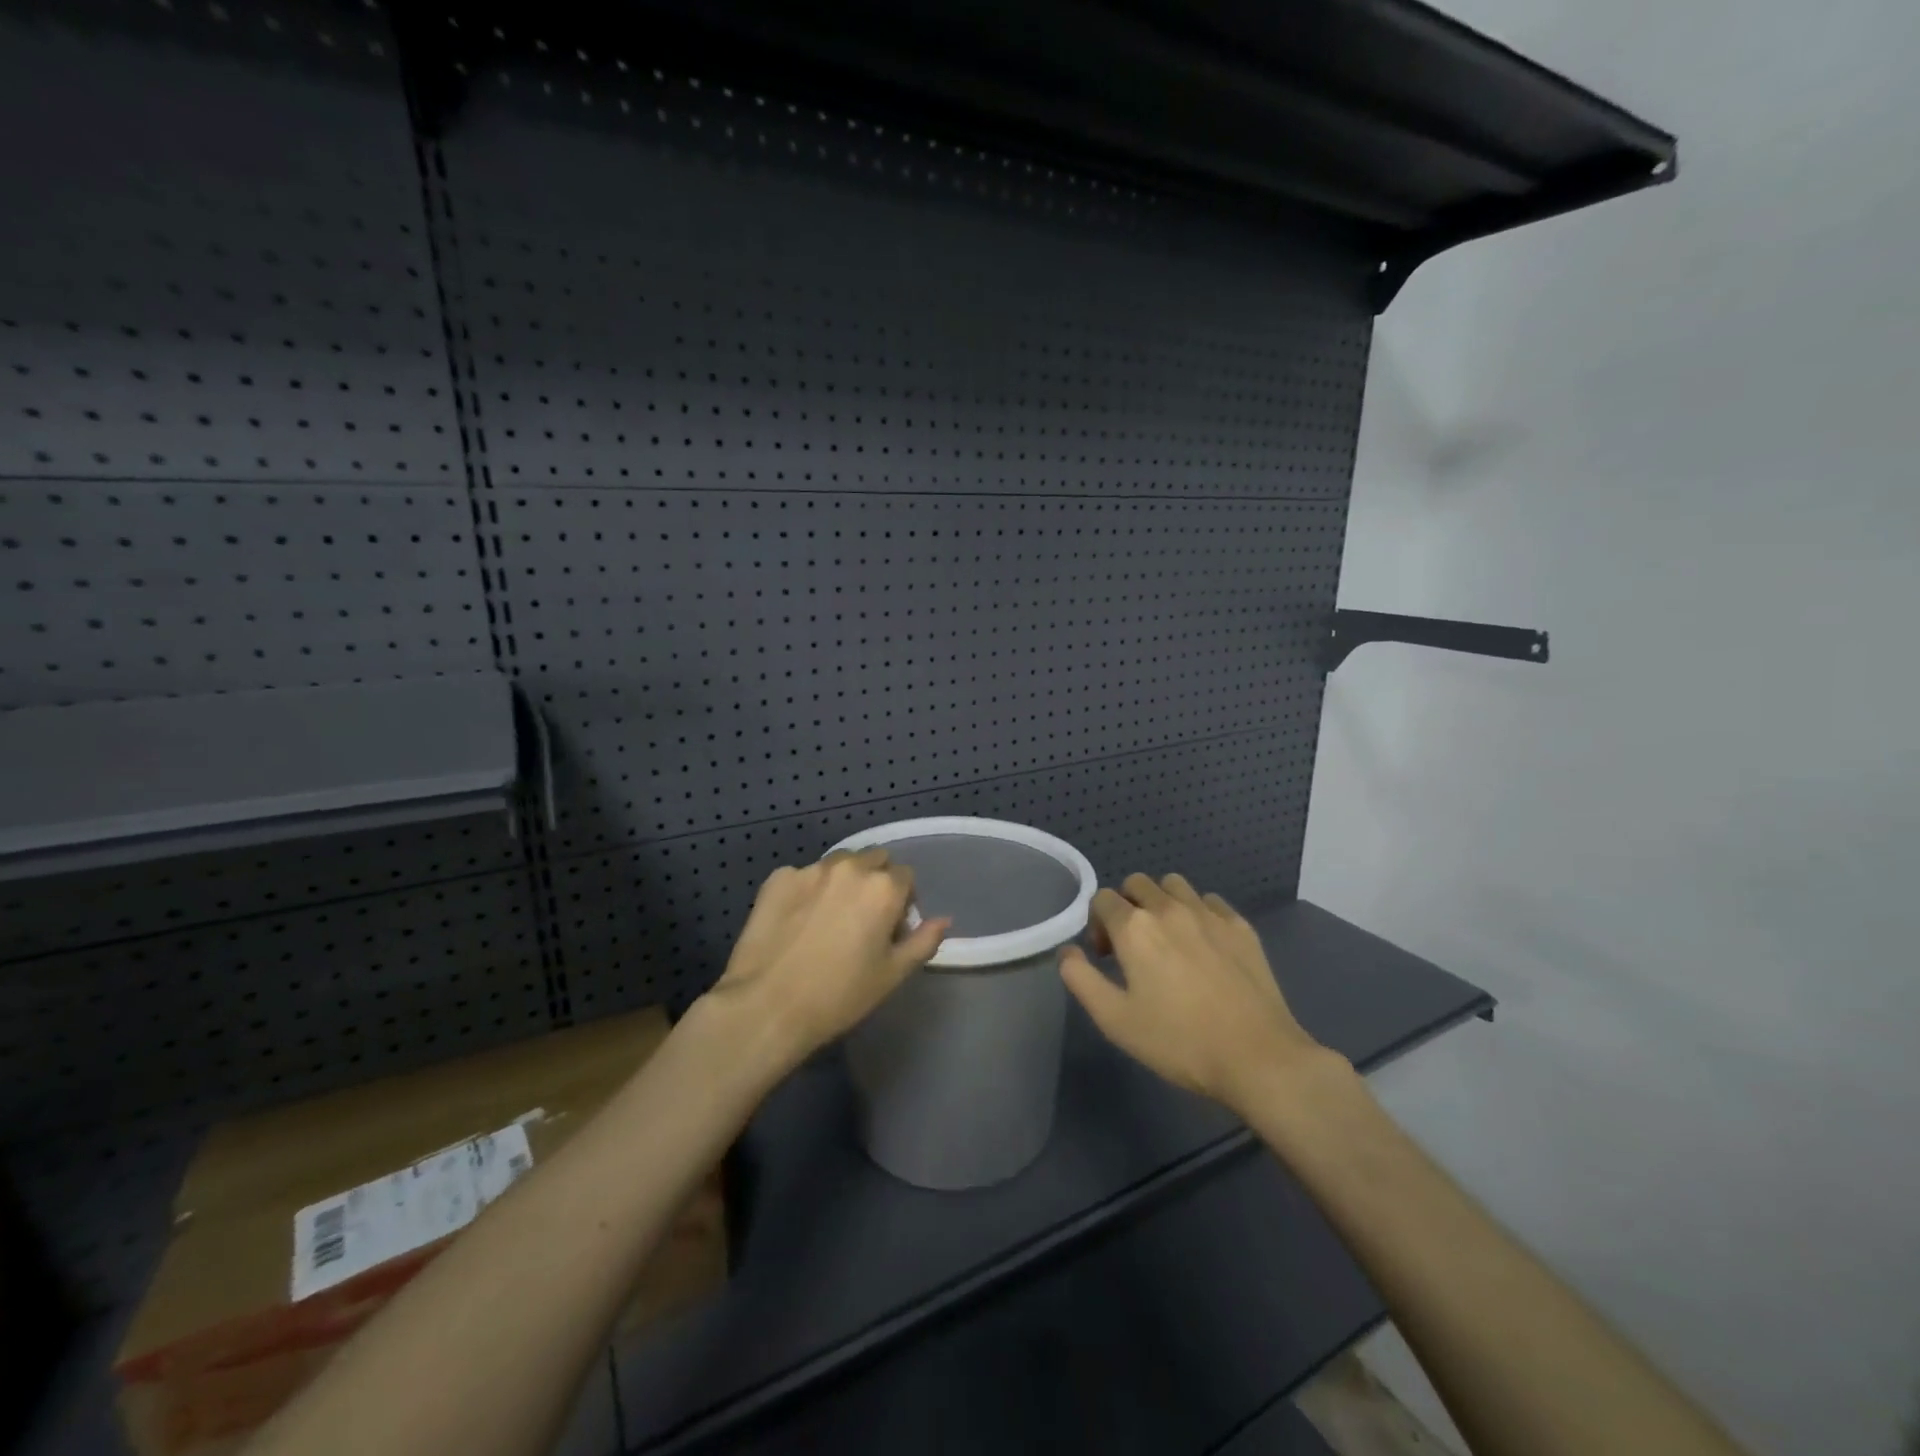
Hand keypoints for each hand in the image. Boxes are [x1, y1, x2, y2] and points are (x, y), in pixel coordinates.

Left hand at [703, 848, 950, 1071]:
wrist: (767, 1006)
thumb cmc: (839, 996)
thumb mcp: (892, 975)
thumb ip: (923, 941)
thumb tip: (944, 919)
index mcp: (883, 888)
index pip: (906, 876)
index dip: (902, 901)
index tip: (890, 928)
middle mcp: (850, 868)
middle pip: (874, 860)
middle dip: (874, 882)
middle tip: (861, 920)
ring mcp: (810, 870)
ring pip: (838, 865)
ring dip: (842, 882)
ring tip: (827, 919)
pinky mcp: (777, 878)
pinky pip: (803, 876)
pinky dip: (806, 891)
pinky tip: (796, 922)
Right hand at [1058, 873, 1332, 1115]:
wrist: (1257, 1057)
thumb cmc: (1178, 1042)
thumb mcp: (1114, 1020)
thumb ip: (1081, 979)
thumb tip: (1067, 951)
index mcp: (1134, 927)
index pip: (1102, 899)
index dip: (1097, 924)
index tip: (1107, 958)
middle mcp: (1169, 908)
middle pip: (1137, 883)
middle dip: (1127, 907)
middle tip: (1134, 948)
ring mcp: (1209, 913)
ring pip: (1174, 885)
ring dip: (1162, 903)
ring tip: (1169, 941)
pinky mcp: (1241, 926)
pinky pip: (1210, 901)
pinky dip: (1198, 912)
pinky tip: (1204, 946)